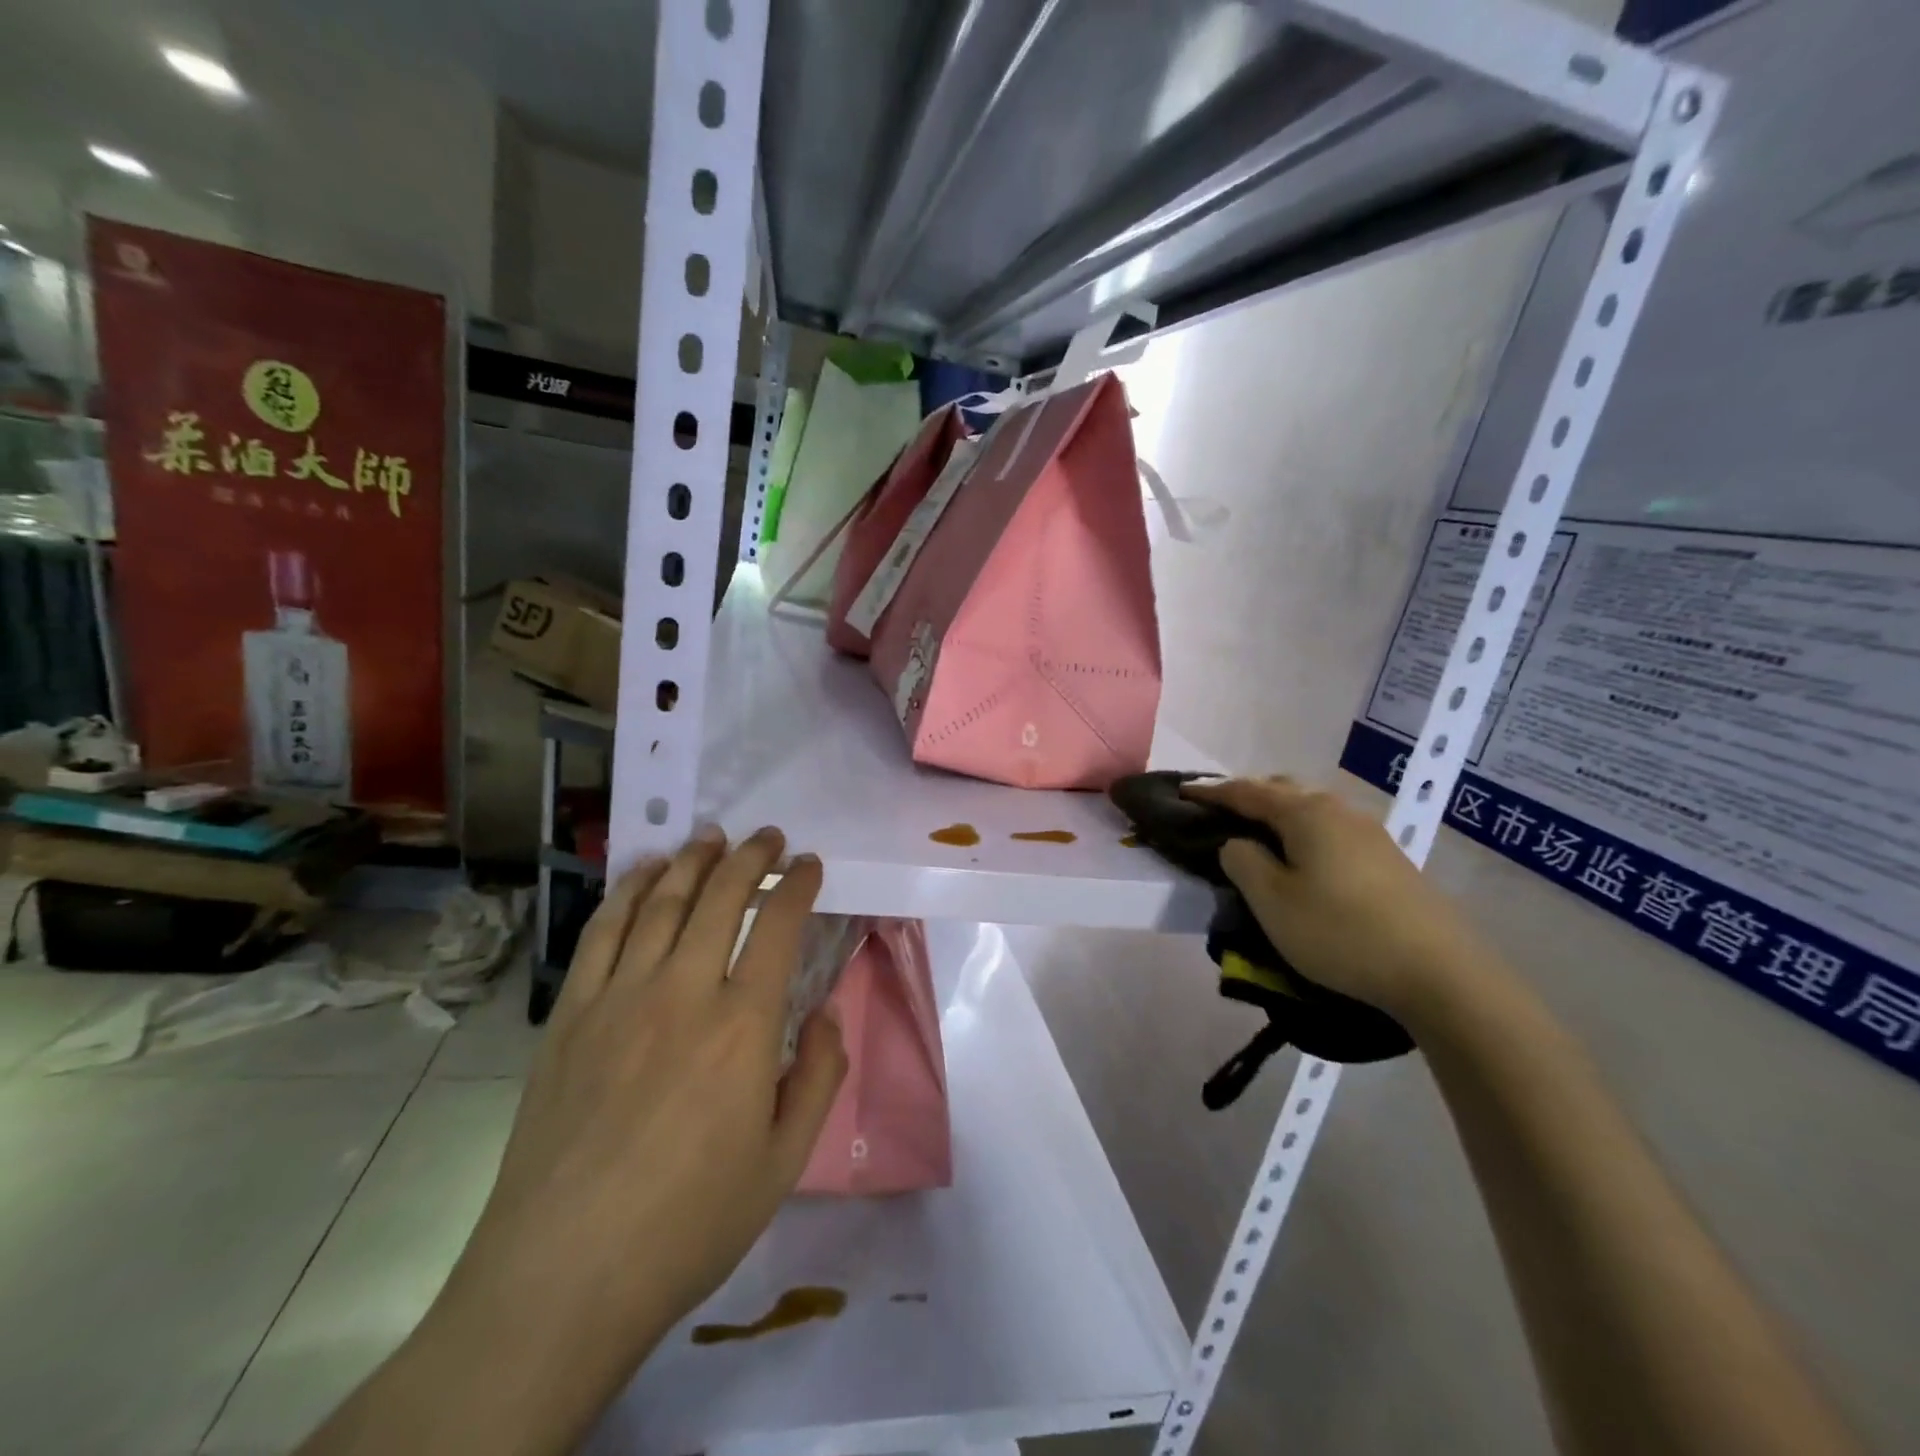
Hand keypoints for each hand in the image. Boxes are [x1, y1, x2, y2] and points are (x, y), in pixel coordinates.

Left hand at [442, 826, 844, 1379]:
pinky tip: (645, 872)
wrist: (564, 1274)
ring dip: (693, 860)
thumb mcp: (784, 1161)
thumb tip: (826, 1013)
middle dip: (751, 856)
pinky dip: (628, 891)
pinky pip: (602, 932)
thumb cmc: (690, 1222)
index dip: (798, 884)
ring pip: (662, 902)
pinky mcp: (570, 1014)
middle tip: (769, 837)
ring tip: (712, 837)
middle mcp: (683, 991)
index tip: (810, 865)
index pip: (778, 924)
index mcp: (743, 1024)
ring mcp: (619, 997)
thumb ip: (819, 1075)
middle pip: (721, 896)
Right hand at [1184, 777, 1492, 1023]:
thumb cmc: (1340, 932)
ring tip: (1256, 837)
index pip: (1246, 791)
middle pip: (1282, 791)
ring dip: (1277, 816)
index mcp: (1305, 813)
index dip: (1210, 792)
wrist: (1439, 973)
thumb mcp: (1271, 900)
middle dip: (1247, 796)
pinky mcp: (1388, 859)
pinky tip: (1302, 859)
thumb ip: (1242, 862)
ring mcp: (1370, 833)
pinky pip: (1330, 831)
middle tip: (1218, 813)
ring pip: (1310, 811)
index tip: (1181, 792)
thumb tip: (1237, 843)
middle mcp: (1338, 810)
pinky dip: (1303, 834)